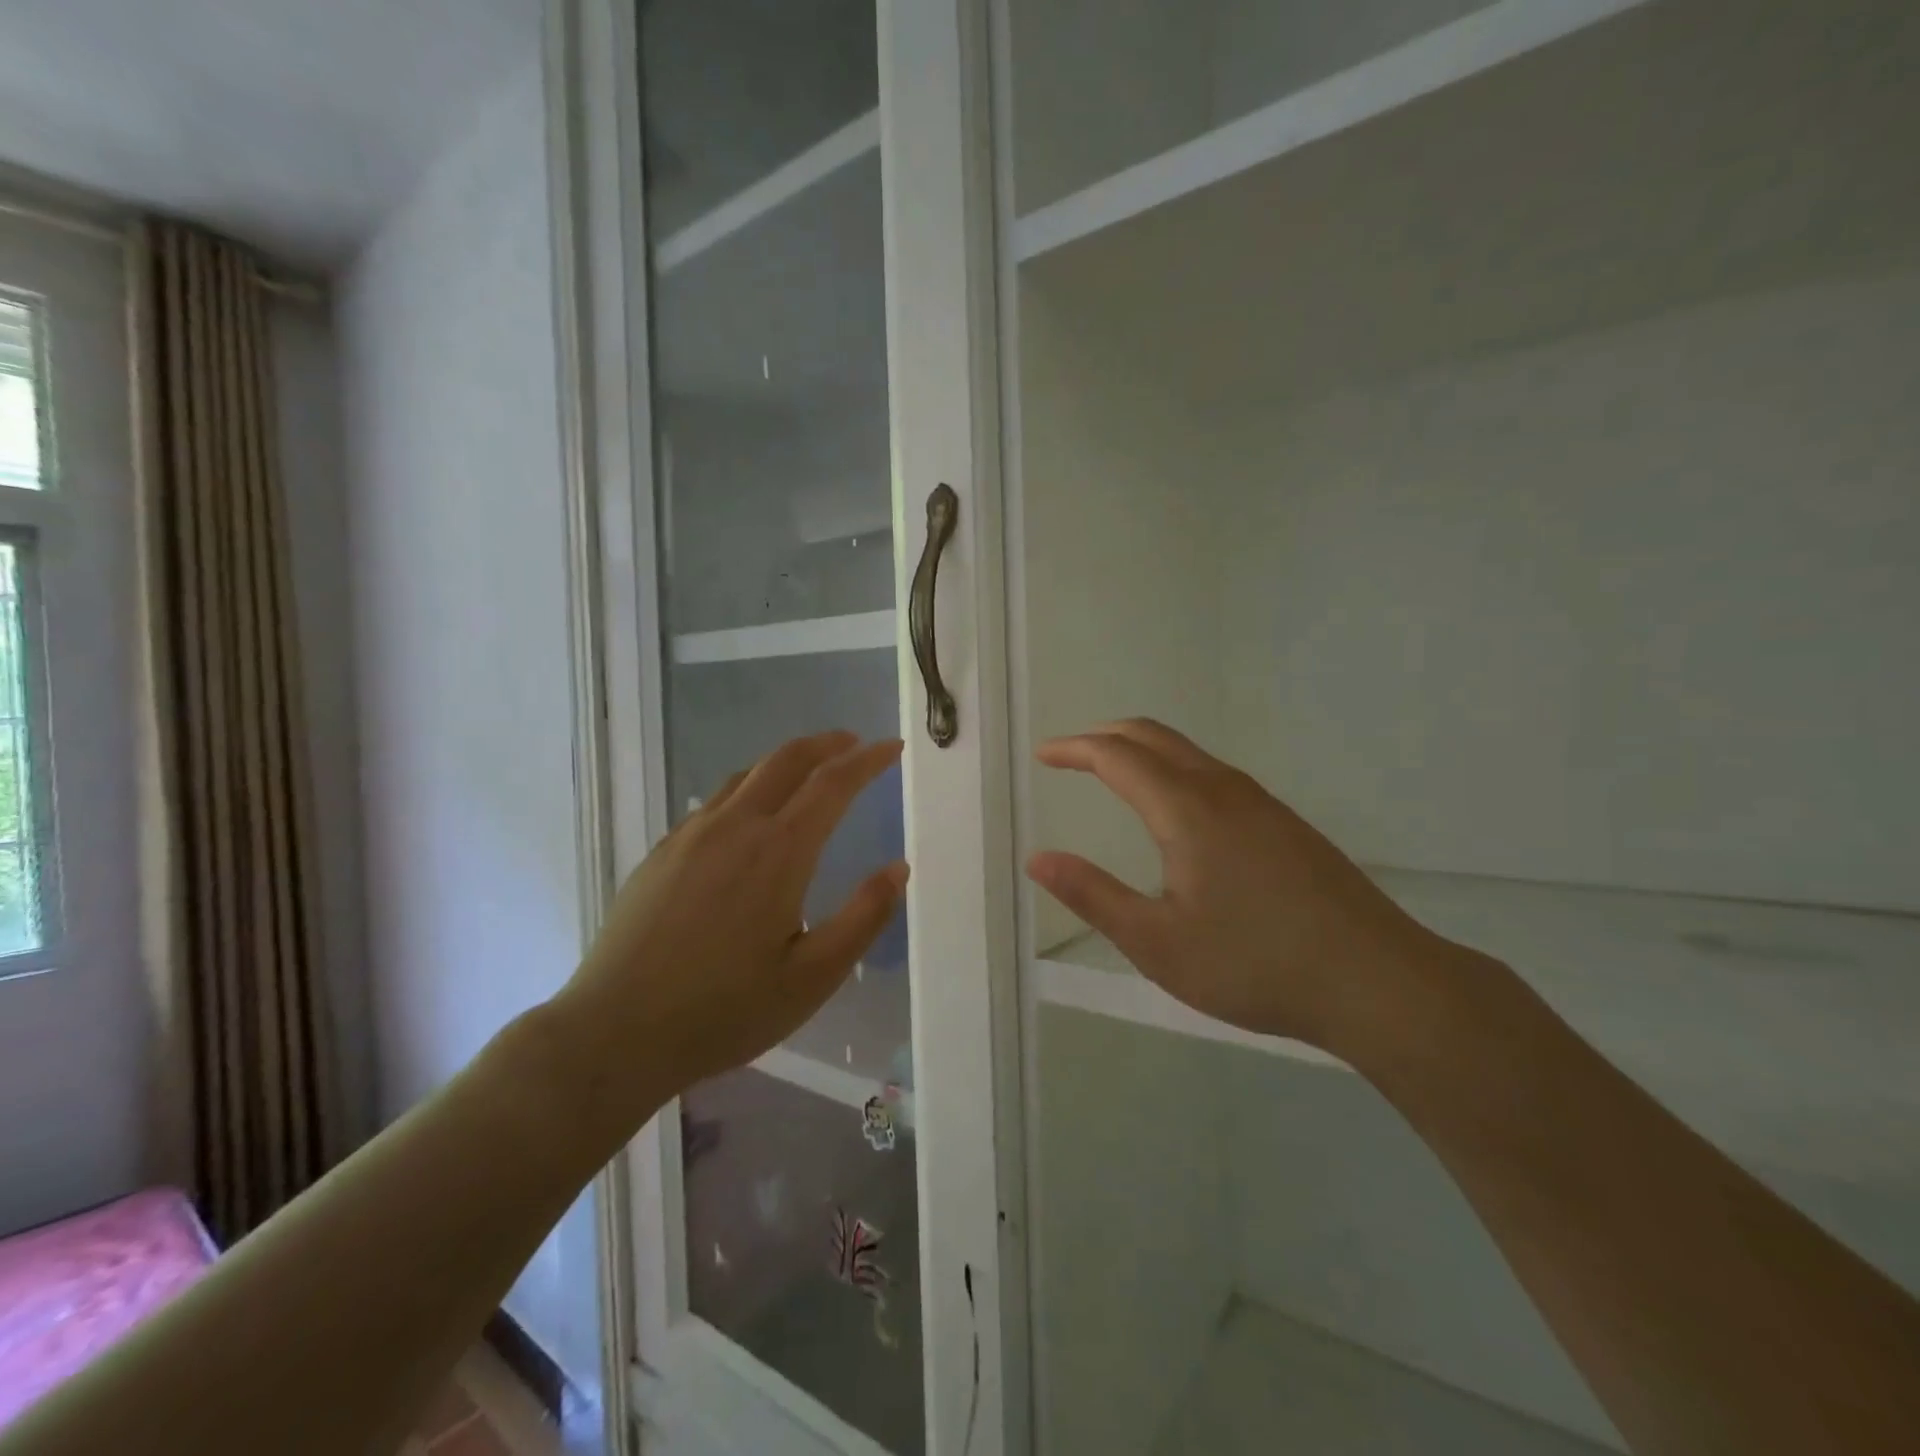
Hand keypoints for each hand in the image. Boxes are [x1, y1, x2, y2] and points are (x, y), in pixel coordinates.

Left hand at [557, 731, 907, 1113]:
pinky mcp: (662, 852)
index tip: (892, 747)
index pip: (833, 783)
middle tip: (854, 744)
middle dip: (827, 744)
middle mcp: (735, 827)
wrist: (614, 1032)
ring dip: (786, 761)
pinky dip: (750, 786)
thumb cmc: (724, 1010)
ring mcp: (691, 835)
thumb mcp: (813, 977)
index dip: (867, 760)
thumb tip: (898, 868)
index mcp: (778, 851)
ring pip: (747, 774)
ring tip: (809, 771)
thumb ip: (863, 917)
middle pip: (787, 760)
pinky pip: (715, 800)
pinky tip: (750, 816)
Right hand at [1027, 719, 1436, 1052]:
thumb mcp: (1157, 943)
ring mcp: (1260, 803)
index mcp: (1186, 808)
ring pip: (1188, 752)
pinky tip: (1175, 810)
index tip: (1043, 755)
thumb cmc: (1255, 964)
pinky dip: (1173, 768)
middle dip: (1104, 736)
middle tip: (1070, 753)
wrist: (1377, 981)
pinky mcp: (1285, 823)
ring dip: (1142, 749)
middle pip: (1153, 736)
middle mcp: (1223, 789)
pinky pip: (1214, 773)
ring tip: (1112, 773)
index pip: (1116, 756)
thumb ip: (1093, 895)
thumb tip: (1038, 859)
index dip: (1074, 749)